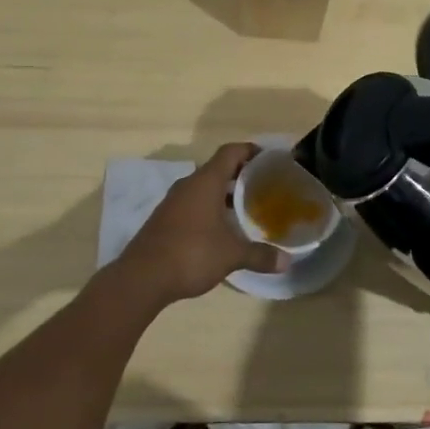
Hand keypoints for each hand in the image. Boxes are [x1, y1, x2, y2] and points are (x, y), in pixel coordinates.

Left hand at [118, 144, 288, 303]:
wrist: (142, 277)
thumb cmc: (191, 253)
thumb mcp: (231, 255)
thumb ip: (259, 255)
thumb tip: (287, 261)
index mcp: (206, 181)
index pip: (230, 152)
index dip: (250, 151)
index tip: (269, 159)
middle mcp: (188, 185)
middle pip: (218, 169)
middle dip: (240, 175)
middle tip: (263, 186)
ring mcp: (173, 202)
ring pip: (204, 188)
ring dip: (223, 194)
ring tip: (245, 208)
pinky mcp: (164, 219)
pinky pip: (192, 204)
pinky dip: (209, 208)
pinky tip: (220, 229)